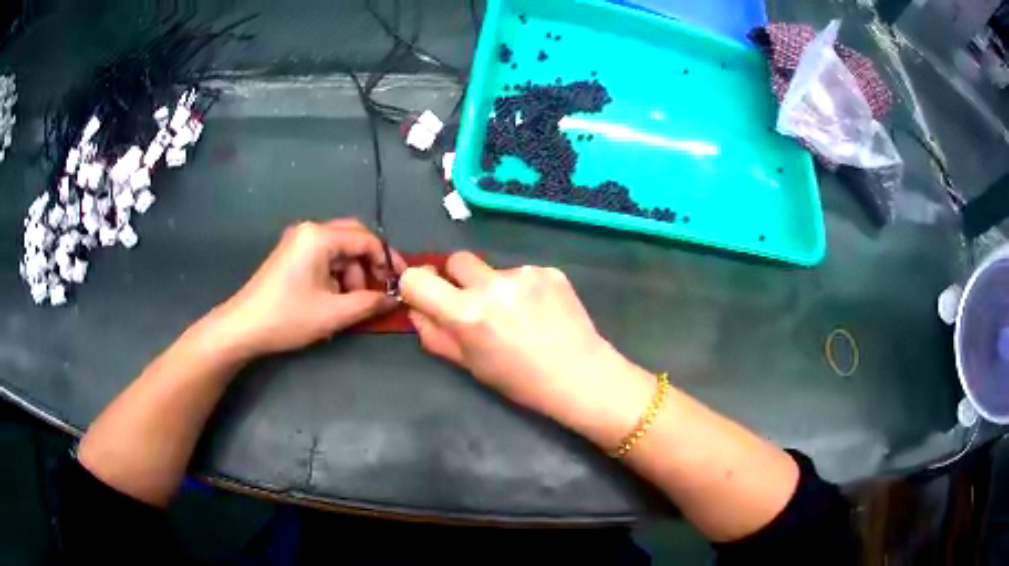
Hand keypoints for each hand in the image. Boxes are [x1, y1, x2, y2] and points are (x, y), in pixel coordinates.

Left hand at [211, 219, 405, 357]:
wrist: (243, 327)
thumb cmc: (287, 317)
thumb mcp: (333, 313)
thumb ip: (369, 303)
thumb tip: (394, 299)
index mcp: (320, 237)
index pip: (366, 239)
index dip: (388, 260)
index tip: (401, 282)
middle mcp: (310, 230)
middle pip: (352, 239)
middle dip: (369, 265)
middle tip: (380, 291)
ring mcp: (298, 241)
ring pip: (338, 250)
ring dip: (352, 274)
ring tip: (352, 303)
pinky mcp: (291, 255)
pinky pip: (323, 258)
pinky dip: (336, 275)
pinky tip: (334, 300)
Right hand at [400, 252, 649, 438]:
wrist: (579, 375)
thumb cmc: (520, 380)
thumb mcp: (470, 365)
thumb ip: (435, 335)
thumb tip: (415, 310)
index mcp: (466, 312)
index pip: (417, 279)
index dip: (416, 286)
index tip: (427, 296)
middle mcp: (491, 284)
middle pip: (456, 260)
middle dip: (457, 279)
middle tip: (475, 305)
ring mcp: (524, 273)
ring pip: (493, 268)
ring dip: (495, 286)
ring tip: (519, 316)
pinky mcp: (549, 270)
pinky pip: (523, 273)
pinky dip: (524, 288)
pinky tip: (541, 312)